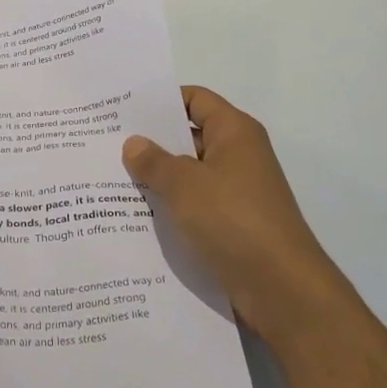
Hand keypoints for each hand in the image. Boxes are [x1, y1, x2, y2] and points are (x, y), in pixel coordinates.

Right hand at [122, 86, 342, 336]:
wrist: (281, 288)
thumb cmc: (233, 220)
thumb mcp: (184, 185)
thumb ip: (154, 161)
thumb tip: (133, 143)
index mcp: (234, 132)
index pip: (194, 99)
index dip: (160, 101)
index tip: (122, 110)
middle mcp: (238, 156)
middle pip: (189, 136)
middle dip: (151, 141)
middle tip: (105, 143)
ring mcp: (236, 192)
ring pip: (188, 174)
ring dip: (157, 178)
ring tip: (110, 178)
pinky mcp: (232, 224)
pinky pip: (194, 205)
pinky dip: (170, 206)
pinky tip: (134, 214)